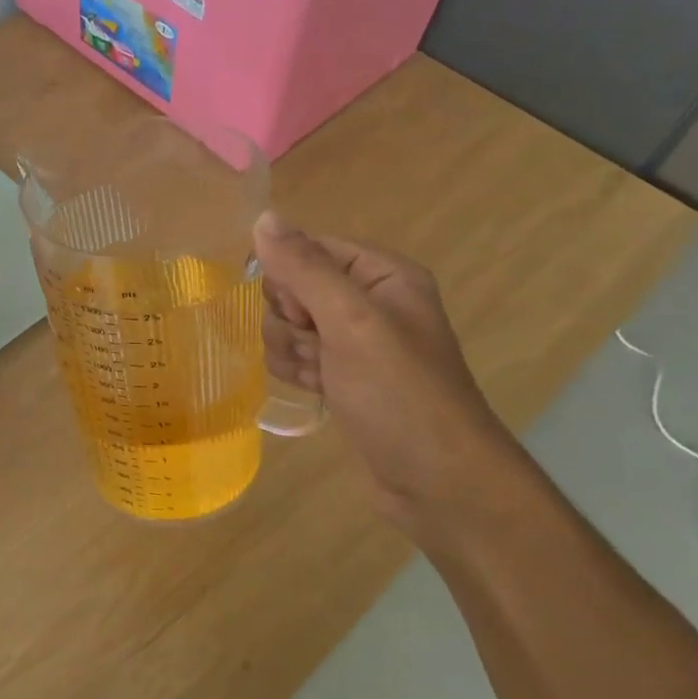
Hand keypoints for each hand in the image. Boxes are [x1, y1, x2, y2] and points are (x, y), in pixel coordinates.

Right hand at [253, 213, 522, 531]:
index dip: (292, 278)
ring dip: (291, 351)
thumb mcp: (352, 322)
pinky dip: (296, 372)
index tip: (301, 311)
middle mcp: (367, 302)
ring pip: (286, 325)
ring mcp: (352, 343)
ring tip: (320, 376)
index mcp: (382, 275)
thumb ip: (305, 269)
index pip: (310, 249)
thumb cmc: (399, 393)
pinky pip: (294, 356)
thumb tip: (262, 218)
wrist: (434, 480)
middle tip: (317, 347)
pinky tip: (316, 391)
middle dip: (291, 320)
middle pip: (293, 288)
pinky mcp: (339, 377)